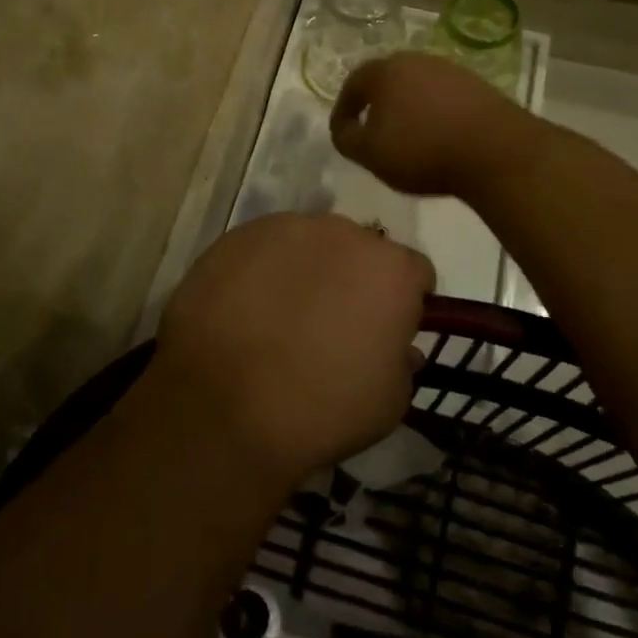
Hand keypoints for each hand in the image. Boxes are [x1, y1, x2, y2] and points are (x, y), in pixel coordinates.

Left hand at [150, 214, 434, 481]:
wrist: (223, 407)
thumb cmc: (322, 409)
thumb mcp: (389, 402)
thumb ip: (402, 363)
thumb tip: (398, 347)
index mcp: (391, 269)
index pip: (415, 272)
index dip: (405, 302)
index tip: (387, 330)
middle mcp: (343, 233)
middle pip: (360, 250)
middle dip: (354, 278)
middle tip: (332, 322)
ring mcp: (285, 228)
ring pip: (309, 243)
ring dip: (307, 269)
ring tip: (281, 315)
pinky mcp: (236, 236)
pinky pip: (263, 248)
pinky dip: (262, 270)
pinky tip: (245, 309)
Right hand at [330, 52, 537, 198]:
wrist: (495, 150)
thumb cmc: (421, 150)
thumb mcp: (370, 153)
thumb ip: (347, 139)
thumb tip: (344, 129)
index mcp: (385, 70)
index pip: (353, 84)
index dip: (343, 111)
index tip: (342, 134)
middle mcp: (417, 60)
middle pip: (387, 80)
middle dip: (375, 105)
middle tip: (371, 131)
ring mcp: (451, 70)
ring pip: (417, 87)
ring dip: (406, 108)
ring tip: (405, 138)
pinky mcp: (478, 86)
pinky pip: (443, 98)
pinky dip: (433, 114)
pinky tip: (437, 137)